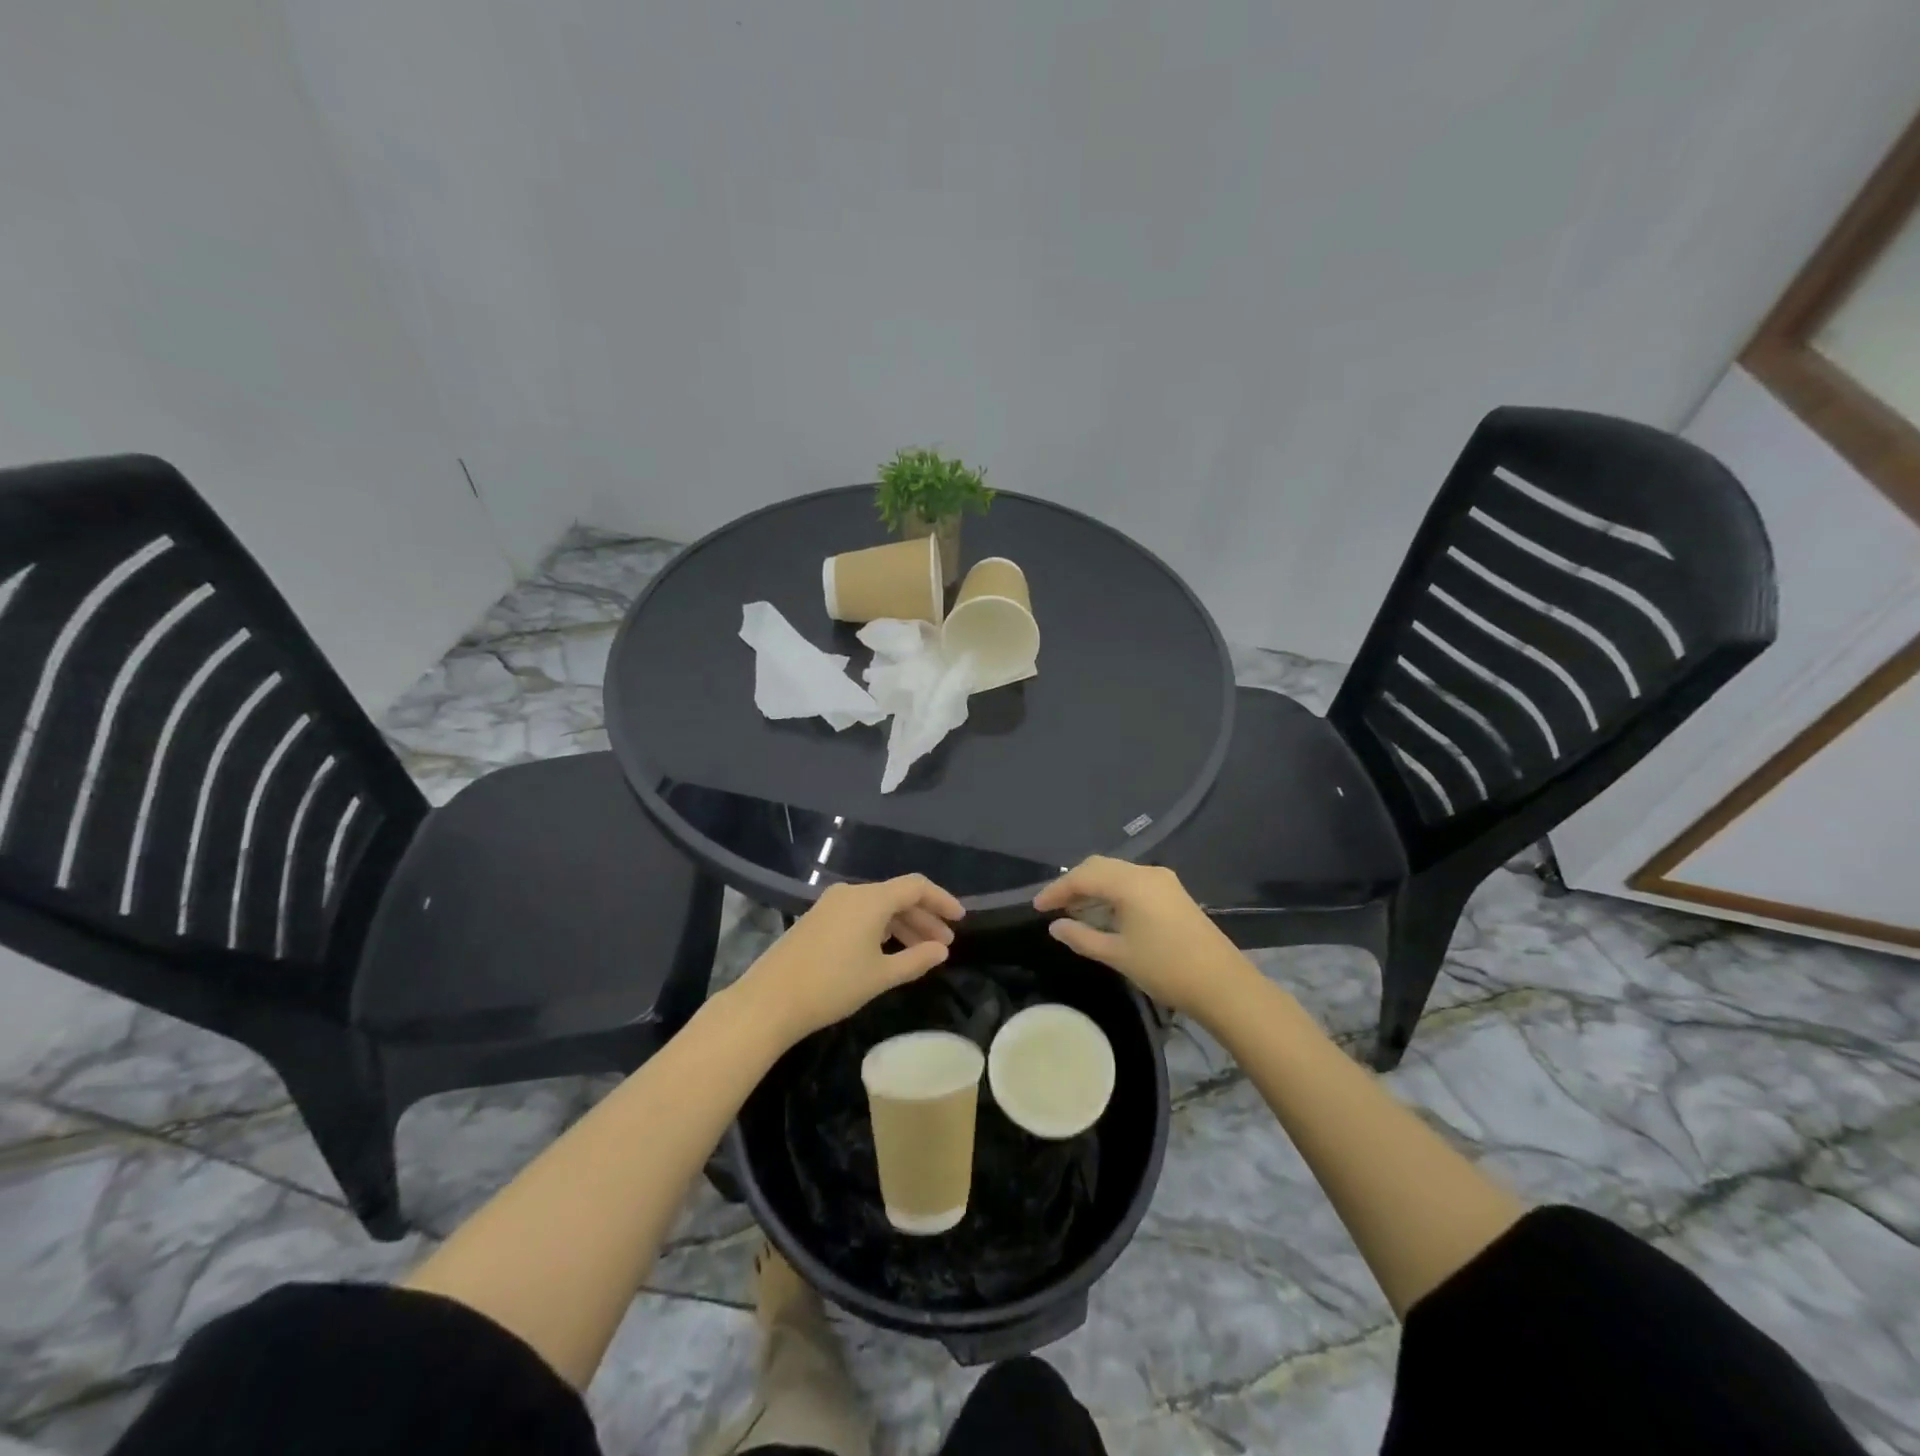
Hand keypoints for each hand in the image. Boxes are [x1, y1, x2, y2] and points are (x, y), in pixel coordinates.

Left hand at [735, 876, 965, 1045]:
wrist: (770, 1000)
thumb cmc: (832, 986)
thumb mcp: (880, 976)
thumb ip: (916, 960)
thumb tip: (942, 950)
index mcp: (871, 899)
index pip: (916, 886)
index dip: (942, 900)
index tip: (960, 920)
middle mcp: (852, 893)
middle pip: (897, 896)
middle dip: (924, 917)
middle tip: (944, 944)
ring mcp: (831, 904)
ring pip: (878, 906)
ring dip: (903, 924)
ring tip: (921, 951)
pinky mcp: (817, 918)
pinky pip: (859, 914)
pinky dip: (880, 927)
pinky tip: (888, 950)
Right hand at [1032, 857, 1250, 1019]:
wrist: (1223, 984)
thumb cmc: (1166, 968)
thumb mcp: (1117, 955)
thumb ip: (1082, 937)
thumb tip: (1055, 926)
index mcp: (1131, 883)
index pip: (1083, 876)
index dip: (1057, 889)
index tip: (1036, 907)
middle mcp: (1146, 873)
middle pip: (1100, 867)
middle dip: (1074, 883)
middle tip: (1053, 906)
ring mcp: (1163, 882)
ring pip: (1117, 873)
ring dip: (1094, 887)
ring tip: (1073, 910)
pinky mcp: (1173, 894)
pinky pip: (1133, 882)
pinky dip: (1112, 892)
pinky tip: (1104, 913)